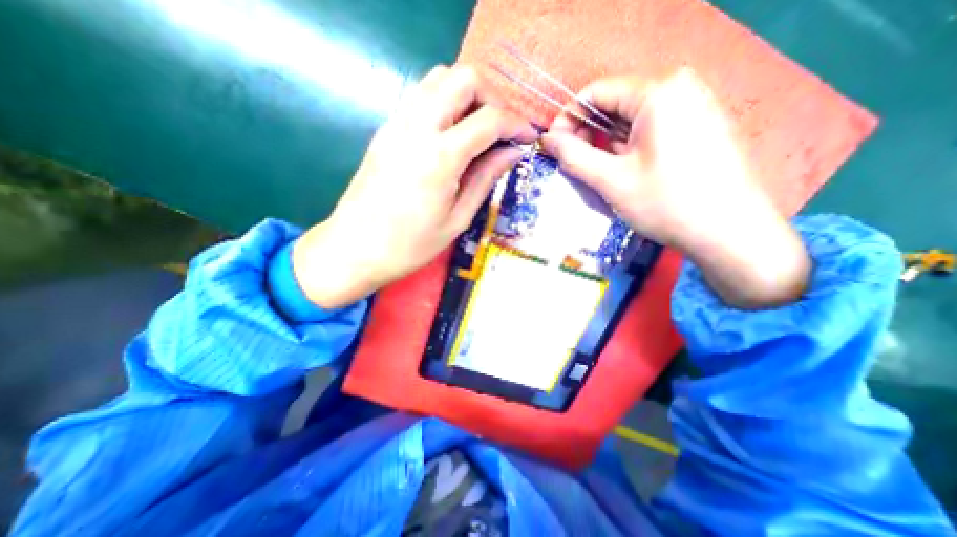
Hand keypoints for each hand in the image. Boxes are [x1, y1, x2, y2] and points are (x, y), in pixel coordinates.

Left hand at [292, 66, 536, 308]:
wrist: (355, 248)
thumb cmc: (411, 245)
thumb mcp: (458, 219)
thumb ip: (486, 178)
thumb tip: (512, 153)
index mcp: (440, 157)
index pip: (489, 119)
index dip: (516, 124)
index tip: (528, 138)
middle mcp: (417, 128)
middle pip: (463, 78)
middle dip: (493, 97)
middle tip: (502, 129)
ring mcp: (396, 124)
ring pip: (439, 79)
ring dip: (467, 95)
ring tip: (479, 129)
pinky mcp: (385, 129)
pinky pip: (421, 96)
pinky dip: (445, 103)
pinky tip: (452, 133)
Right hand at [540, 70, 801, 308]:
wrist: (729, 232)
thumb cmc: (666, 204)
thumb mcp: (611, 181)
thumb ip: (574, 156)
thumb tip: (547, 140)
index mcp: (658, 93)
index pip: (596, 92)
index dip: (568, 118)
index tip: (554, 146)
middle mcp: (679, 89)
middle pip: (614, 105)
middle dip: (587, 134)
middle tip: (574, 165)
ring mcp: (692, 107)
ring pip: (630, 120)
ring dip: (607, 145)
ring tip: (599, 174)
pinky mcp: (698, 126)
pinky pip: (649, 130)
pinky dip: (627, 149)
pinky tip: (625, 172)